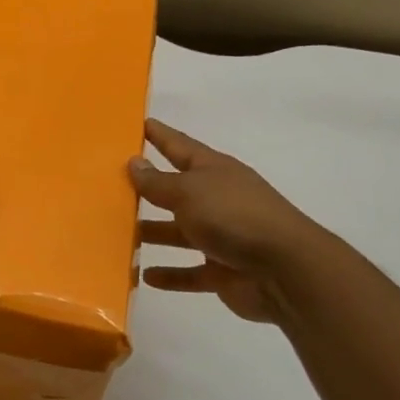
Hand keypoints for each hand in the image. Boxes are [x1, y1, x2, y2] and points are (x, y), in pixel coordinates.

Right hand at [131, 119, 330, 324]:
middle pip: (176, 191)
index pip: (180, 146)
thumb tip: (134, 162)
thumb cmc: (233, 216)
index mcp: (213, 171)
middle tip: (114, 185)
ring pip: (179, 233)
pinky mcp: (224, 271)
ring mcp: (222, 237)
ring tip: (121, 234)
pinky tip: (146, 276)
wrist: (285, 270)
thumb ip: (158, 182)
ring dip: (154, 232)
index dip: (159, 135)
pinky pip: (191, 272)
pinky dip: (171, 274)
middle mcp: (218, 199)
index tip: (139, 123)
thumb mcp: (189, 191)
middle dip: (149, 188)